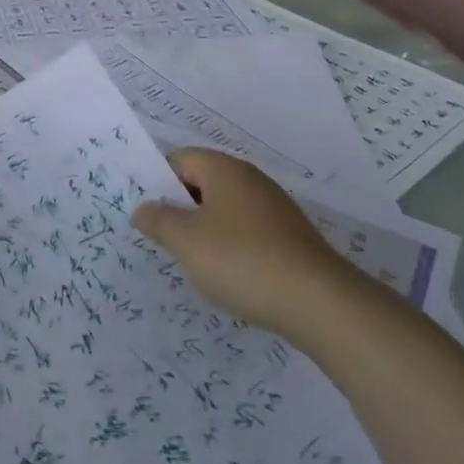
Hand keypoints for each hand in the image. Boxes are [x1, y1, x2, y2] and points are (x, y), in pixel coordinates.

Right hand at [132, 149, 355, 336]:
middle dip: (179, 209)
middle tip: (162, 239)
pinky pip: (246, 231)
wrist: (320, 304)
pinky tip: (228, 275)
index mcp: (223, 169)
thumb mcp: (185, 241)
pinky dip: (231, 247)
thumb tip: (143, 209)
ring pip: (224, 210)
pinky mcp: (290, 237)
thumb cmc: (241, 260)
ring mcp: (274, 208)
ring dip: (204, 231)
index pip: (178, 160)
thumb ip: (157, 220)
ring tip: (192, 262)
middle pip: (201, 183)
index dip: (157, 183)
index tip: (145, 214)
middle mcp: (250, 179)